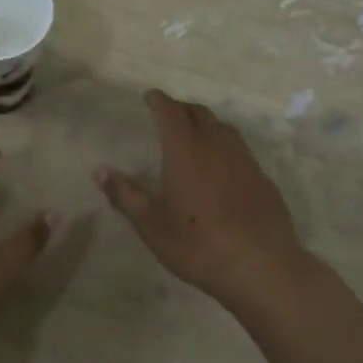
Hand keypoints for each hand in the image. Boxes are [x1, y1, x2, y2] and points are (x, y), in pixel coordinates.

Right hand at [95, 90, 307, 309]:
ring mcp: (244, 159)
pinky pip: (239, 149)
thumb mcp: (152, 225)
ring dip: (205, 124)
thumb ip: (126, 195)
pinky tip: (221, 167)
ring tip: (194, 135)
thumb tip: (100, 171)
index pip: (170, 111)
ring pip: (222, 127)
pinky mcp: (262, 177)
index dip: (158, 100)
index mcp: (185, 150)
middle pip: (198, 113)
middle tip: (168, 115)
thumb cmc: (198, 244)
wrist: (261, 265)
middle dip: (181, 108)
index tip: (149, 97)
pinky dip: (224, 145)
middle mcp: (216, 145)